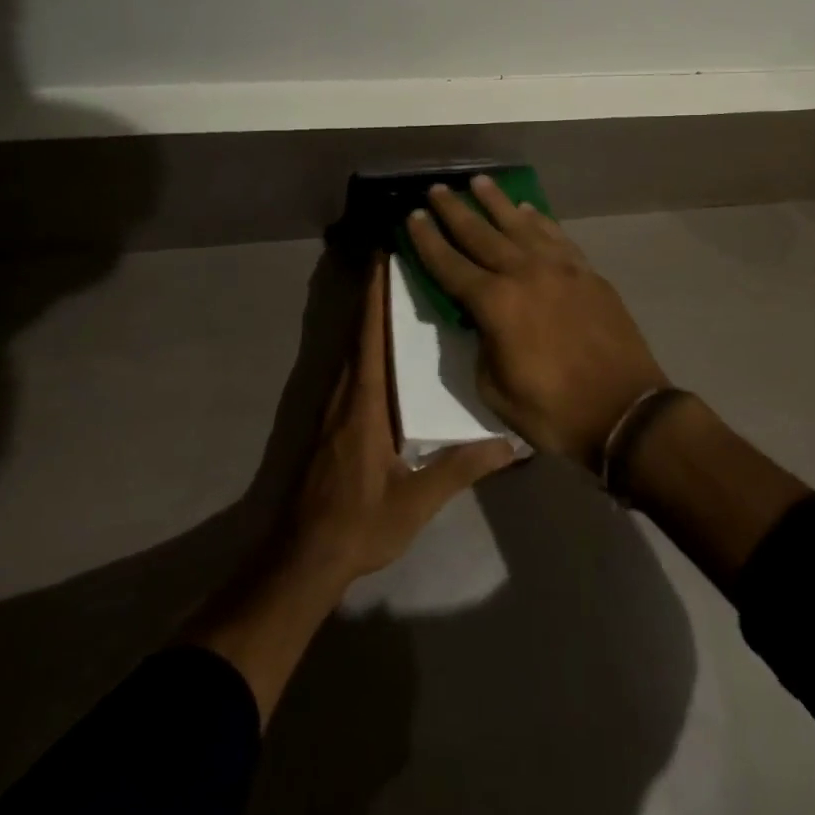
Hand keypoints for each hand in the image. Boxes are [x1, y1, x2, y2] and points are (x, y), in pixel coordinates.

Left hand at [284, 253, 514, 582]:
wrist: (303, 557)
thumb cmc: (359, 523)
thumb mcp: (416, 500)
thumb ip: (461, 467)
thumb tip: (511, 443)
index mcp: (364, 403)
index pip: (369, 335)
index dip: (375, 294)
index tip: (384, 256)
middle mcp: (345, 394)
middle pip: (359, 332)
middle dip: (376, 295)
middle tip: (404, 263)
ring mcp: (333, 407)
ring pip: (352, 348)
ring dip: (370, 316)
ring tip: (400, 293)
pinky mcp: (331, 422)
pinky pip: (351, 368)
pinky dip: (366, 343)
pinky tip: (387, 348)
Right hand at [407, 176, 670, 469]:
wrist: (625, 411)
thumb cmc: (554, 411)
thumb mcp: (496, 390)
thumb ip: (482, 346)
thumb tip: (482, 322)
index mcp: (495, 304)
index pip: (450, 265)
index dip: (428, 241)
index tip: (412, 217)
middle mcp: (524, 273)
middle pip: (481, 234)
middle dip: (455, 210)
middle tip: (437, 189)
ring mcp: (560, 268)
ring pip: (520, 224)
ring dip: (496, 202)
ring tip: (479, 181)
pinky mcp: (587, 272)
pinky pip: (556, 236)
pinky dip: (538, 220)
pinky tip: (528, 209)